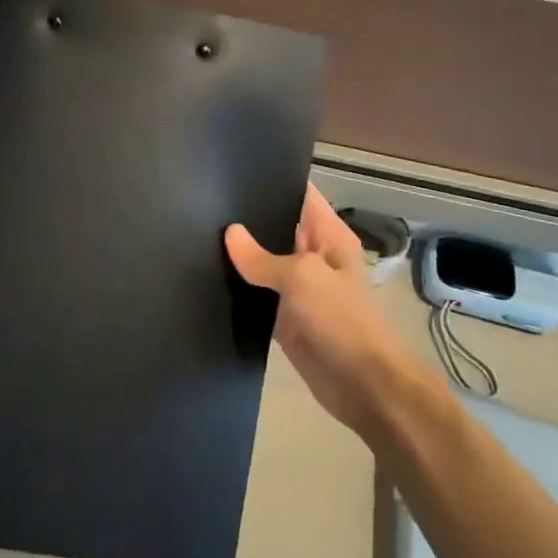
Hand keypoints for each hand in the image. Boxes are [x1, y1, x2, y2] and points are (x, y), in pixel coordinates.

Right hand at [225, 186, 427, 435]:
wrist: (363, 385)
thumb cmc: (341, 320)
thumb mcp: (302, 277)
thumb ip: (262, 257)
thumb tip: (230, 233)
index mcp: (328, 238)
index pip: (300, 197)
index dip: (273, 182)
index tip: (232, 171)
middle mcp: (312, 258)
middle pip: (276, 229)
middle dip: (246, 220)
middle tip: (200, 203)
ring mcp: (297, 290)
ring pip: (262, 264)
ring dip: (238, 257)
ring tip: (194, 234)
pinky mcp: (283, 319)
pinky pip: (255, 297)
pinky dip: (237, 291)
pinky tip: (204, 278)